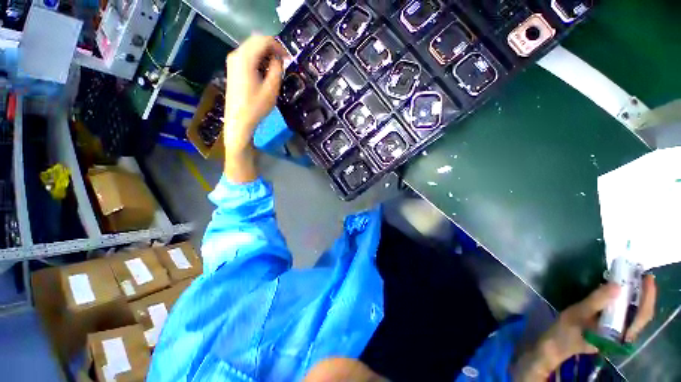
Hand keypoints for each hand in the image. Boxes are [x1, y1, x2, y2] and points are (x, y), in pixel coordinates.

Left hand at [222, 35, 288, 181]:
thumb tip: (279, 60)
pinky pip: (247, 56)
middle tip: (283, 62)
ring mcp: (233, 61)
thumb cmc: (256, 107)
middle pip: (256, 41)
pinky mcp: (233, 68)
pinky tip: (265, 71)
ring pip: (251, 48)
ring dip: (265, 54)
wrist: (239, 120)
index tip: (288, 58)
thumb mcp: (271, 89)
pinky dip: (258, 59)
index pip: (263, 40)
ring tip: (276, 67)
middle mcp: (236, 54)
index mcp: (245, 58)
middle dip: (272, 48)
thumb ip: (277, 70)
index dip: (278, 46)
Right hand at [514, 275, 655, 380]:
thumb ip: (597, 301)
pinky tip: (622, 292)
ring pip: (635, 314)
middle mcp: (624, 335)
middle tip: (641, 275)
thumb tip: (617, 285)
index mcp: (620, 336)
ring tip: (634, 280)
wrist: (556, 343)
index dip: (648, 297)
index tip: (647, 278)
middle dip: (645, 295)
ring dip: (638, 297)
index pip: (641, 316)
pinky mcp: (612, 330)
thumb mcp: (578, 314)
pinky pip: (626, 314)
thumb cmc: (566, 330)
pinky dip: (628, 301)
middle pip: (641, 314)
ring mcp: (618, 333)